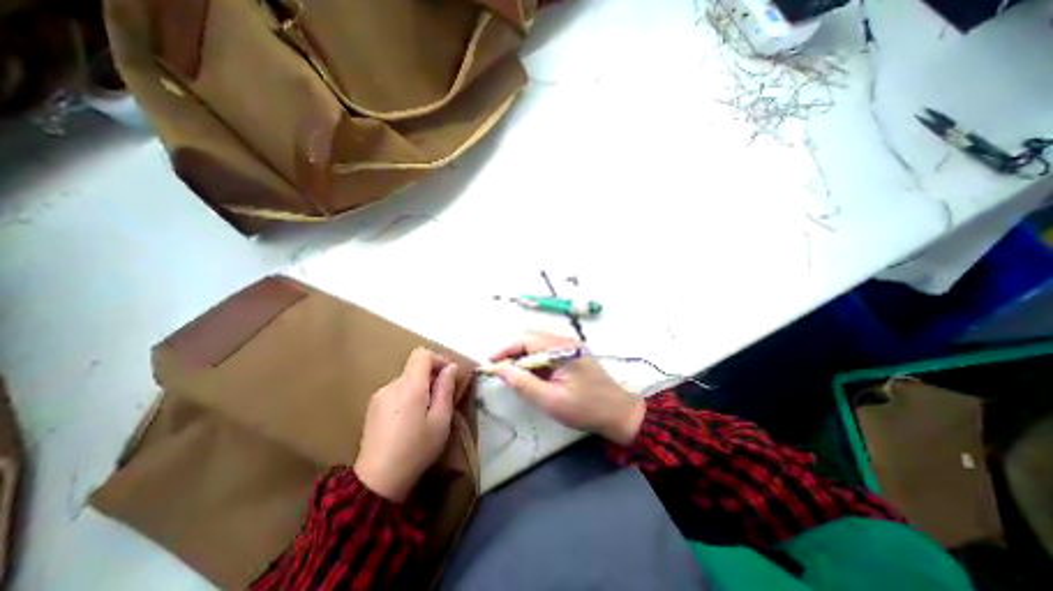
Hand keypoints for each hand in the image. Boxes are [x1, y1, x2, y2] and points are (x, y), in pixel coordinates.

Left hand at [355, 349, 459, 500]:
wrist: (377, 482)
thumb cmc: (416, 449)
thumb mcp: (441, 420)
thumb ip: (446, 389)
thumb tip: (451, 367)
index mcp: (409, 386)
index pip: (422, 354)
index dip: (438, 359)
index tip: (448, 376)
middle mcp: (392, 385)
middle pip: (415, 367)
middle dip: (432, 377)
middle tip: (442, 400)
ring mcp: (379, 396)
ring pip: (406, 380)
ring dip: (420, 388)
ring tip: (425, 414)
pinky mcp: (372, 408)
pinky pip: (396, 392)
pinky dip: (407, 397)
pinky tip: (409, 421)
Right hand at [490, 333, 646, 441]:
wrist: (619, 413)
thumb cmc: (586, 408)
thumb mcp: (551, 400)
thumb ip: (524, 384)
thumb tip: (500, 369)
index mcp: (562, 348)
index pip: (527, 339)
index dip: (506, 349)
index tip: (490, 362)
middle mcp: (566, 341)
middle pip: (531, 339)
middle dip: (513, 353)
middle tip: (499, 370)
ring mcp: (571, 346)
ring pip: (538, 344)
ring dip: (523, 357)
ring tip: (511, 374)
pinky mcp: (573, 354)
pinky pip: (547, 351)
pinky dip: (535, 361)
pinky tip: (531, 374)